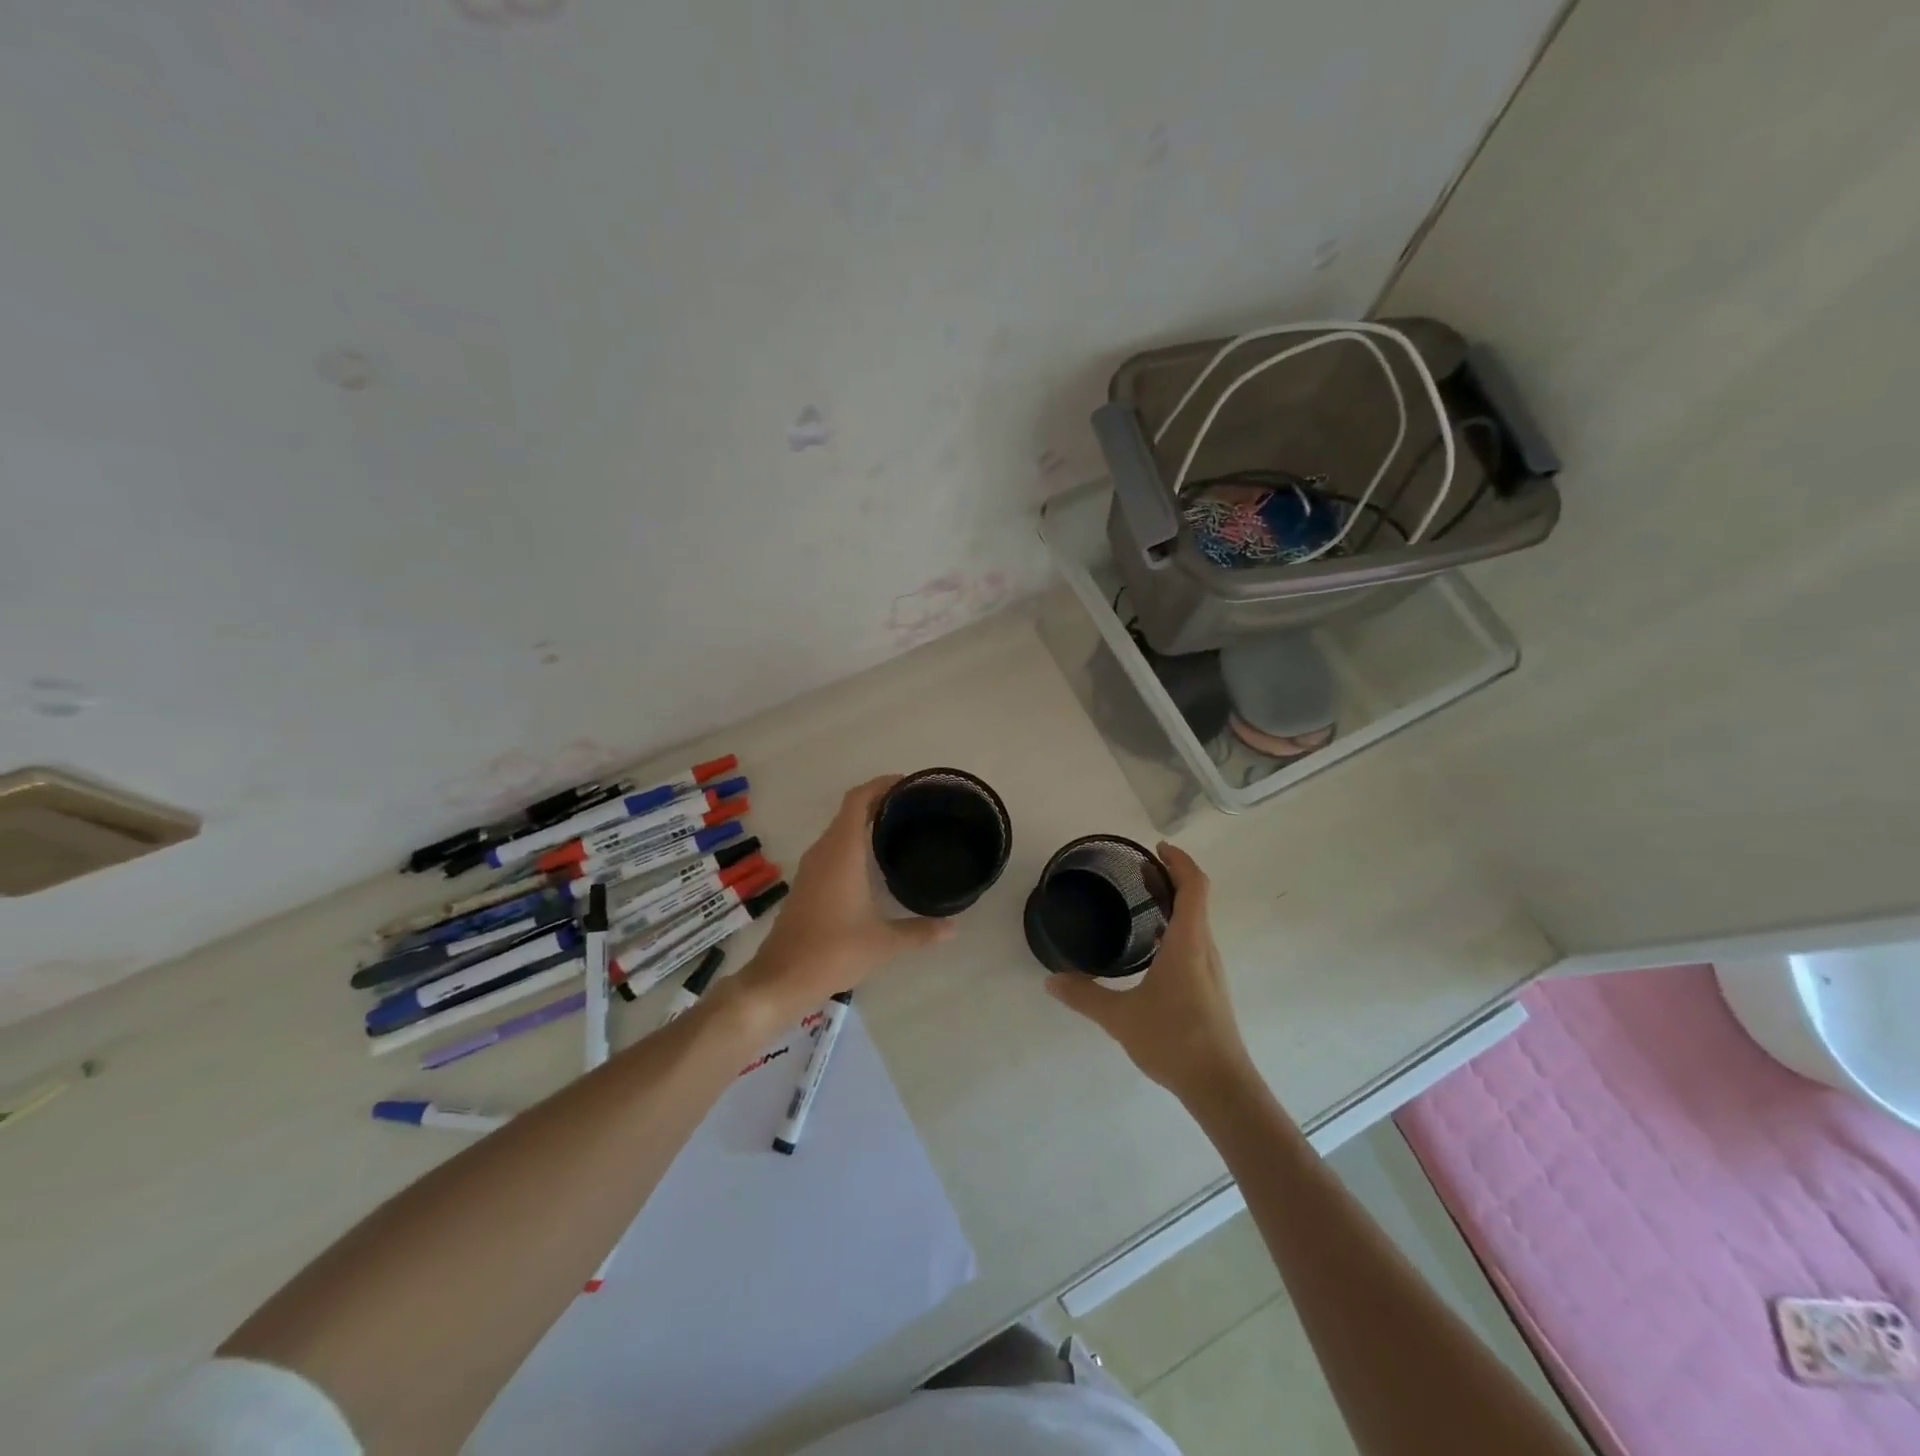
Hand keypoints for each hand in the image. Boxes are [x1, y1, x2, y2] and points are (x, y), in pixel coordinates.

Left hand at [733, 776, 954, 1021]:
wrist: (781, 978)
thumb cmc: (833, 951)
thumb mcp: (884, 942)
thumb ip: (920, 931)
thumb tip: (954, 927)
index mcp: (842, 852)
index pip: (858, 800)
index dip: (880, 785)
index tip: (907, 783)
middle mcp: (824, 851)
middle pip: (849, 811)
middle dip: (878, 801)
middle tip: (913, 806)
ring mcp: (811, 867)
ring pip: (839, 830)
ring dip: (864, 822)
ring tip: (898, 828)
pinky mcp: (806, 884)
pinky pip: (832, 849)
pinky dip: (853, 842)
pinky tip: (873, 862)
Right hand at [1045, 843, 1254, 1102]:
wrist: (1221, 1087)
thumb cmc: (1175, 1040)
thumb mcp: (1121, 1017)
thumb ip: (1085, 996)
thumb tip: (1051, 980)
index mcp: (1189, 942)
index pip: (1194, 887)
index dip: (1179, 861)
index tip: (1156, 848)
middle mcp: (1204, 949)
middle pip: (1196, 899)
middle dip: (1171, 878)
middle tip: (1138, 870)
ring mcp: (1209, 970)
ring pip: (1196, 922)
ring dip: (1174, 903)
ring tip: (1141, 901)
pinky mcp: (1208, 988)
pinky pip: (1193, 942)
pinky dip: (1174, 928)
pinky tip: (1149, 947)